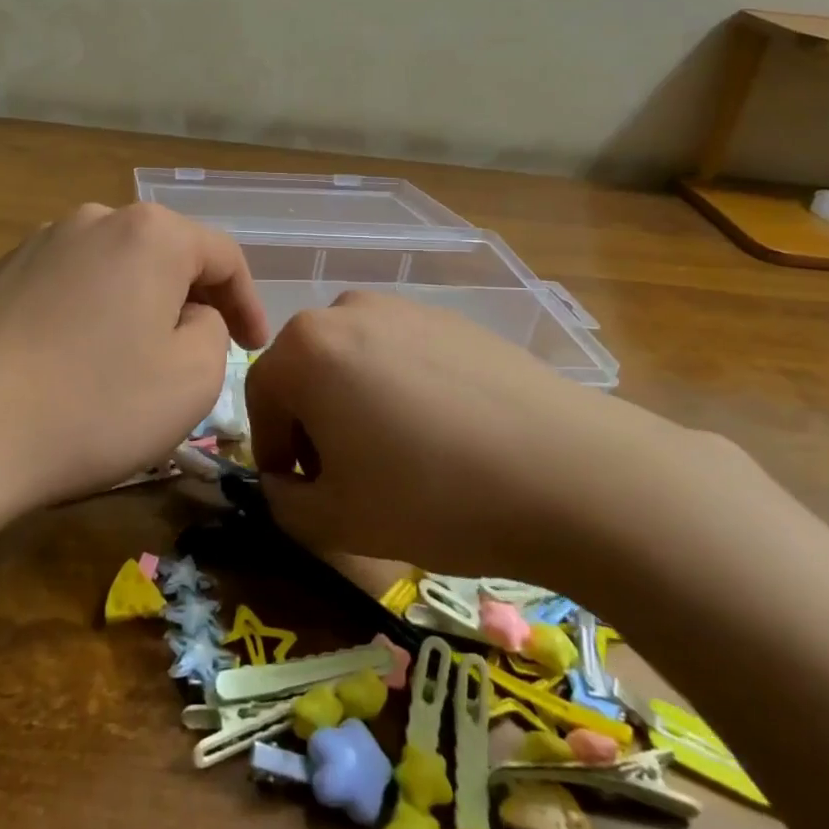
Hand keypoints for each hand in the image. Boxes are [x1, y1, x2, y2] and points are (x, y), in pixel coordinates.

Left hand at [0, 202, 269, 505]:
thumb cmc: (96, 404)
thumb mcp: (193, 378)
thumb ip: (214, 330)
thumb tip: (190, 315)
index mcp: (151, 233)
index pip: (223, 255)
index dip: (248, 302)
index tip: (253, 347)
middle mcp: (96, 218)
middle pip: (167, 254)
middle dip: (193, 300)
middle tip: (202, 352)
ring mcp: (42, 242)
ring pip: (117, 268)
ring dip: (141, 305)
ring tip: (140, 358)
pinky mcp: (3, 273)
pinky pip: (73, 284)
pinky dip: (94, 312)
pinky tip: (82, 358)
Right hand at [246, 291, 757, 593]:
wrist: (569, 471)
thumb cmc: (432, 496)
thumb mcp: (335, 520)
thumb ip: (283, 503)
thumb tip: (283, 483)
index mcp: (306, 347)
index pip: (260, 397)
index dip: (271, 450)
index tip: (299, 491)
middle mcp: (347, 310)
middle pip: (306, 372)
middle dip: (313, 426)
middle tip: (346, 478)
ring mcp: (406, 308)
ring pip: (354, 361)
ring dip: (355, 405)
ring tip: (398, 457)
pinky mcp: (453, 319)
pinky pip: (402, 354)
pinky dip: (401, 390)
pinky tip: (443, 435)